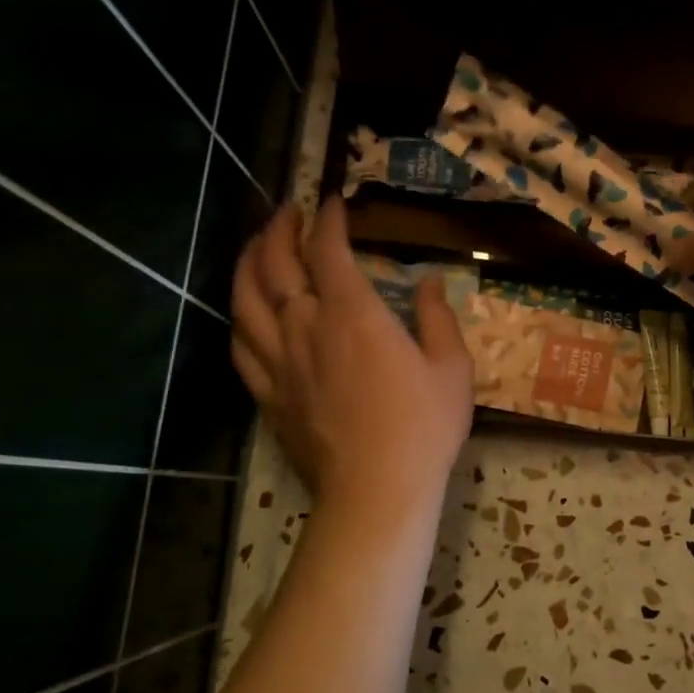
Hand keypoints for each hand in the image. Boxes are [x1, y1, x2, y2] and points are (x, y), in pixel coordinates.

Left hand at [231, 199, 472, 506]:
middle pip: (274, 264)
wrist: (377, 489)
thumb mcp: (452, 368)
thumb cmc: (424, 426)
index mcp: (353, 315)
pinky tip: (246, 312)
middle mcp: (306, 327)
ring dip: (247, 263)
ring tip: (256, 247)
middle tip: (289, 212)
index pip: (329, 250)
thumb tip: (428, 282)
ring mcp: (280, 362)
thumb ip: (438, 318)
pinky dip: (240, 317)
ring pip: (245, 298)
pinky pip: (241, 345)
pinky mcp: (268, 394)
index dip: (329, 220)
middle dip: (279, 229)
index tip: (335, 203)